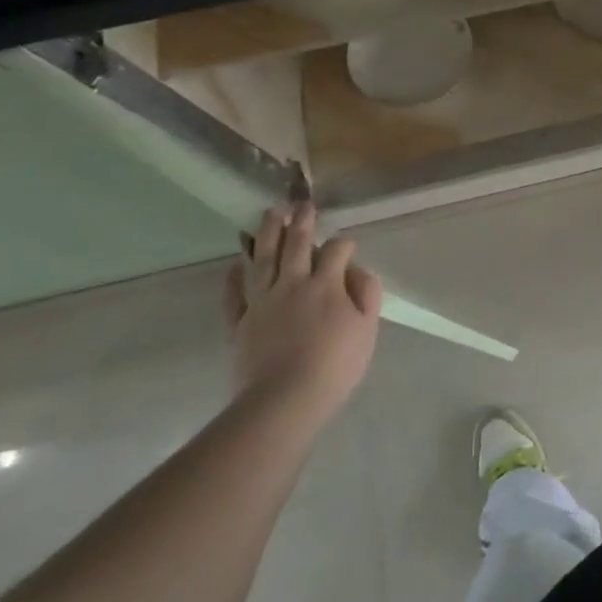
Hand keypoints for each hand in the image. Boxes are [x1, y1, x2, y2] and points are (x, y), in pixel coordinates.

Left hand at [222, 201, 381, 419]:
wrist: (284, 399)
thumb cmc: (335, 364)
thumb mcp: (367, 328)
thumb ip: (365, 293)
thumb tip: (355, 270)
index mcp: (325, 284)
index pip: (335, 251)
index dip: (344, 243)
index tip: (348, 245)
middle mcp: (291, 284)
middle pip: (295, 244)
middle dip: (301, 221)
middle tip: (301, 203)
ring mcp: (262, 302)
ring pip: (262, 259)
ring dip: (266, 234)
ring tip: (269, 214)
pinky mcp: (240, 322)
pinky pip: (235, 294)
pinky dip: (235, 276)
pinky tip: (236, 263)